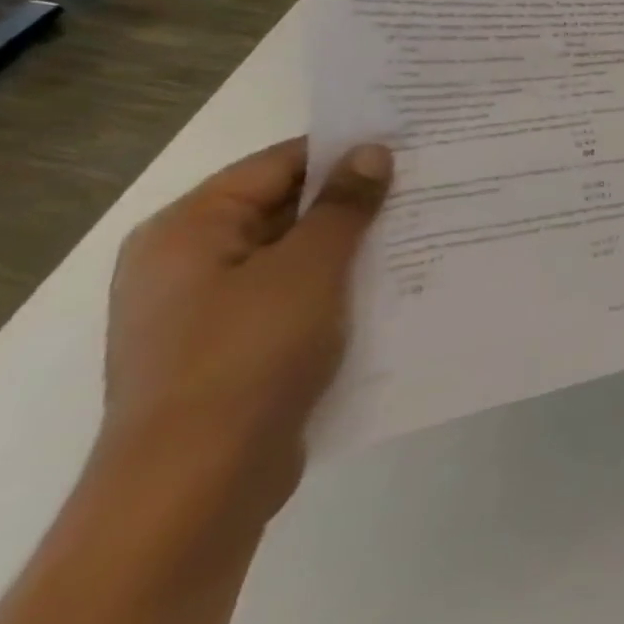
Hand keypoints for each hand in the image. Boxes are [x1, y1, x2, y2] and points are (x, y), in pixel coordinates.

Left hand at [102, 139, 391, 532]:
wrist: (200, 482)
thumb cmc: (248, 355)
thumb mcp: (309, 267)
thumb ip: (344, 205)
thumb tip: (373, 152)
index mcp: (190, 231)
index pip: (278, 164)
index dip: (345, 149)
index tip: (413, 141)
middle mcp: (192, 263)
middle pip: (289, 209)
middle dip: (360, 199)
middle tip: (433, 182)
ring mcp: (214, 311)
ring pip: (302, 256)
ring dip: (359, 244)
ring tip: (430, 227)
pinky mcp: (241, 349)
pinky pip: (303, 297)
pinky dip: (347, 285)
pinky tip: (401, 282)